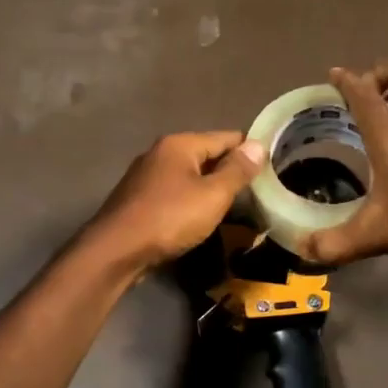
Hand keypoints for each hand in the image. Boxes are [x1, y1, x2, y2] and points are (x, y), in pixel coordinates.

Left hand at [86, 131, 263, 273]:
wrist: (117, 250)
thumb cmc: (170, 218)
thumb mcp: (213, 195)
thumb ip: (237, 171)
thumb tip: (257, 145)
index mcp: (180, 144)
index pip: (226, 137)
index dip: (250, 151)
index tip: (271, 168)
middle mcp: (160, 152)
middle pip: (206, 155)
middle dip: (229, 171)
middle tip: (256, 192)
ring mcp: (145, 175)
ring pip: (188, 175)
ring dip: (209, 188)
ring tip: (233, 207)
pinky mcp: (137, 198)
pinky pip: (174, 192)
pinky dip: (190, 201)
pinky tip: (199, 218)